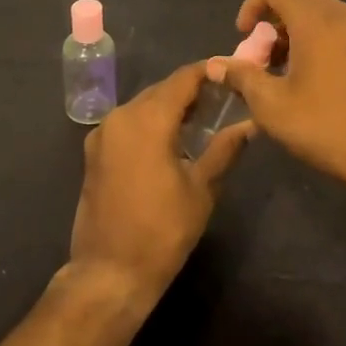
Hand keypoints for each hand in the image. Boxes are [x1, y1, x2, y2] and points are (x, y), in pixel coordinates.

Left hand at [67, 61, 254, 305]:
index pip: (183, 79)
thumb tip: (250, 124)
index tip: (232, 72)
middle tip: (223, 98)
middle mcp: (121, 115)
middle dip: (191, 90)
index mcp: (147, 119)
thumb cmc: (161, 231)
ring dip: (170, 107)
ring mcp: (103, 133)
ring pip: (143, 105)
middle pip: (162, 89)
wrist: (109, 274)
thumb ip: (225, 149)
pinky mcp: (94, 151)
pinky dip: (150, 122)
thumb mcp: (201, 189)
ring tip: (202, 118)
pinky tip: (171, 139)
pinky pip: (128, 123)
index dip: (208, 71)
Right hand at [213, 0, 345, 188]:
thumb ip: (241, 77)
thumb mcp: (272, 106)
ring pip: (321, 16)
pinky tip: (317, 79)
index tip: (243, 37)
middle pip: (298, 0)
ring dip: (297, 35)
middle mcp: (343, 13)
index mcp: (315, 18)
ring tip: (287, 73)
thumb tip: (216, 65)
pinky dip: (321, 42)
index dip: (252, 5)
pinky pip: (342, 31)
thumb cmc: (327, 125)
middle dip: (273, 25)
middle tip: (262, 60)